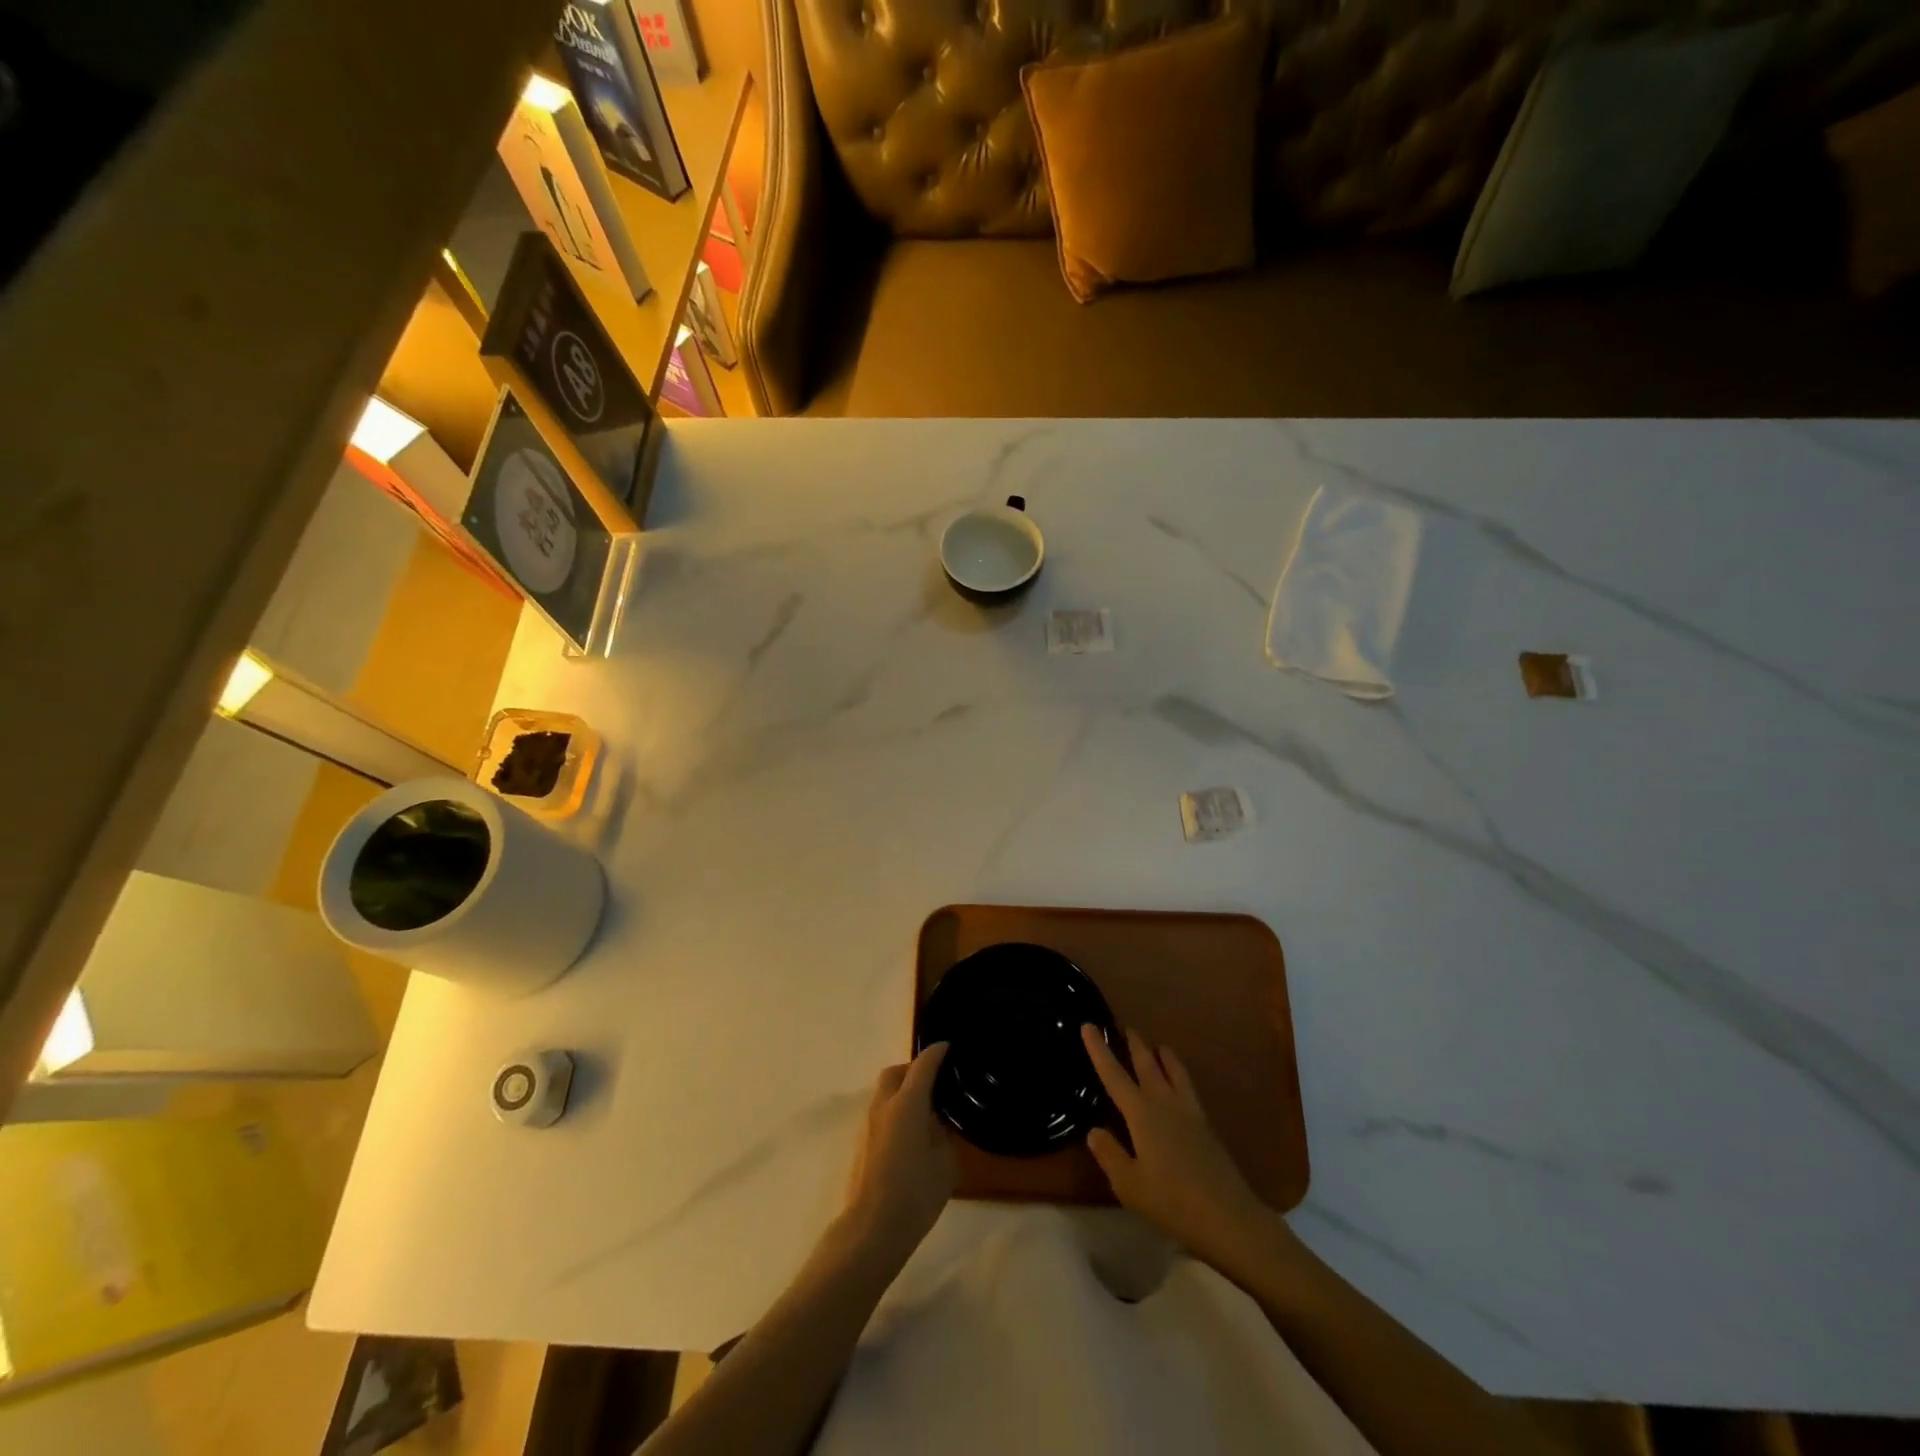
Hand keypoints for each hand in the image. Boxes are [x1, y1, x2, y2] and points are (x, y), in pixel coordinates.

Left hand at [842, 1043, 955, 1261]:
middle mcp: (884, 1106)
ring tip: (925, 1110)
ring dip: (902, 1091)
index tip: (949, 1047)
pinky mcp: (862, 1144)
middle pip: (895, 1073)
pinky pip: (882, 1113)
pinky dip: (896, 1111)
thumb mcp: (944, 1162)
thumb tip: (934, 1122)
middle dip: (913, 1069)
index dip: (937, 1053)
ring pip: (885, 1093)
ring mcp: (869, 1125)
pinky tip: (911, 1133)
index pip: (923, 1065)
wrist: (872, 1229)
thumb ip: (941, 1133)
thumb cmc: (915, 1193)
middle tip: (935, 1081)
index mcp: (907, 1103)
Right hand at [1082, 1025, 1277, 1274]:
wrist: (1228, 1217)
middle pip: (1147, 1063)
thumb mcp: (1128, 1185)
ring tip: (1156, 1045)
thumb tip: (1094, 1130)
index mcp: (1141, 1114)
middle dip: (1134, 1044)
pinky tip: (1178, 1082)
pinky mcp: (1206, 1125)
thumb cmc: (1172, 1202)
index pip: (1113, 1075)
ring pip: (1173, 1069)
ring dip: (1162, 1054)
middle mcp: (1164, 1103)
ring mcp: (1189, 1111)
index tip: (1089, 1025)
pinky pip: (1187, 1085)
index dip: (1099, 1050)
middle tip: (1125, 1026)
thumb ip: (1109, 1154)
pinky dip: (1178, 1072)